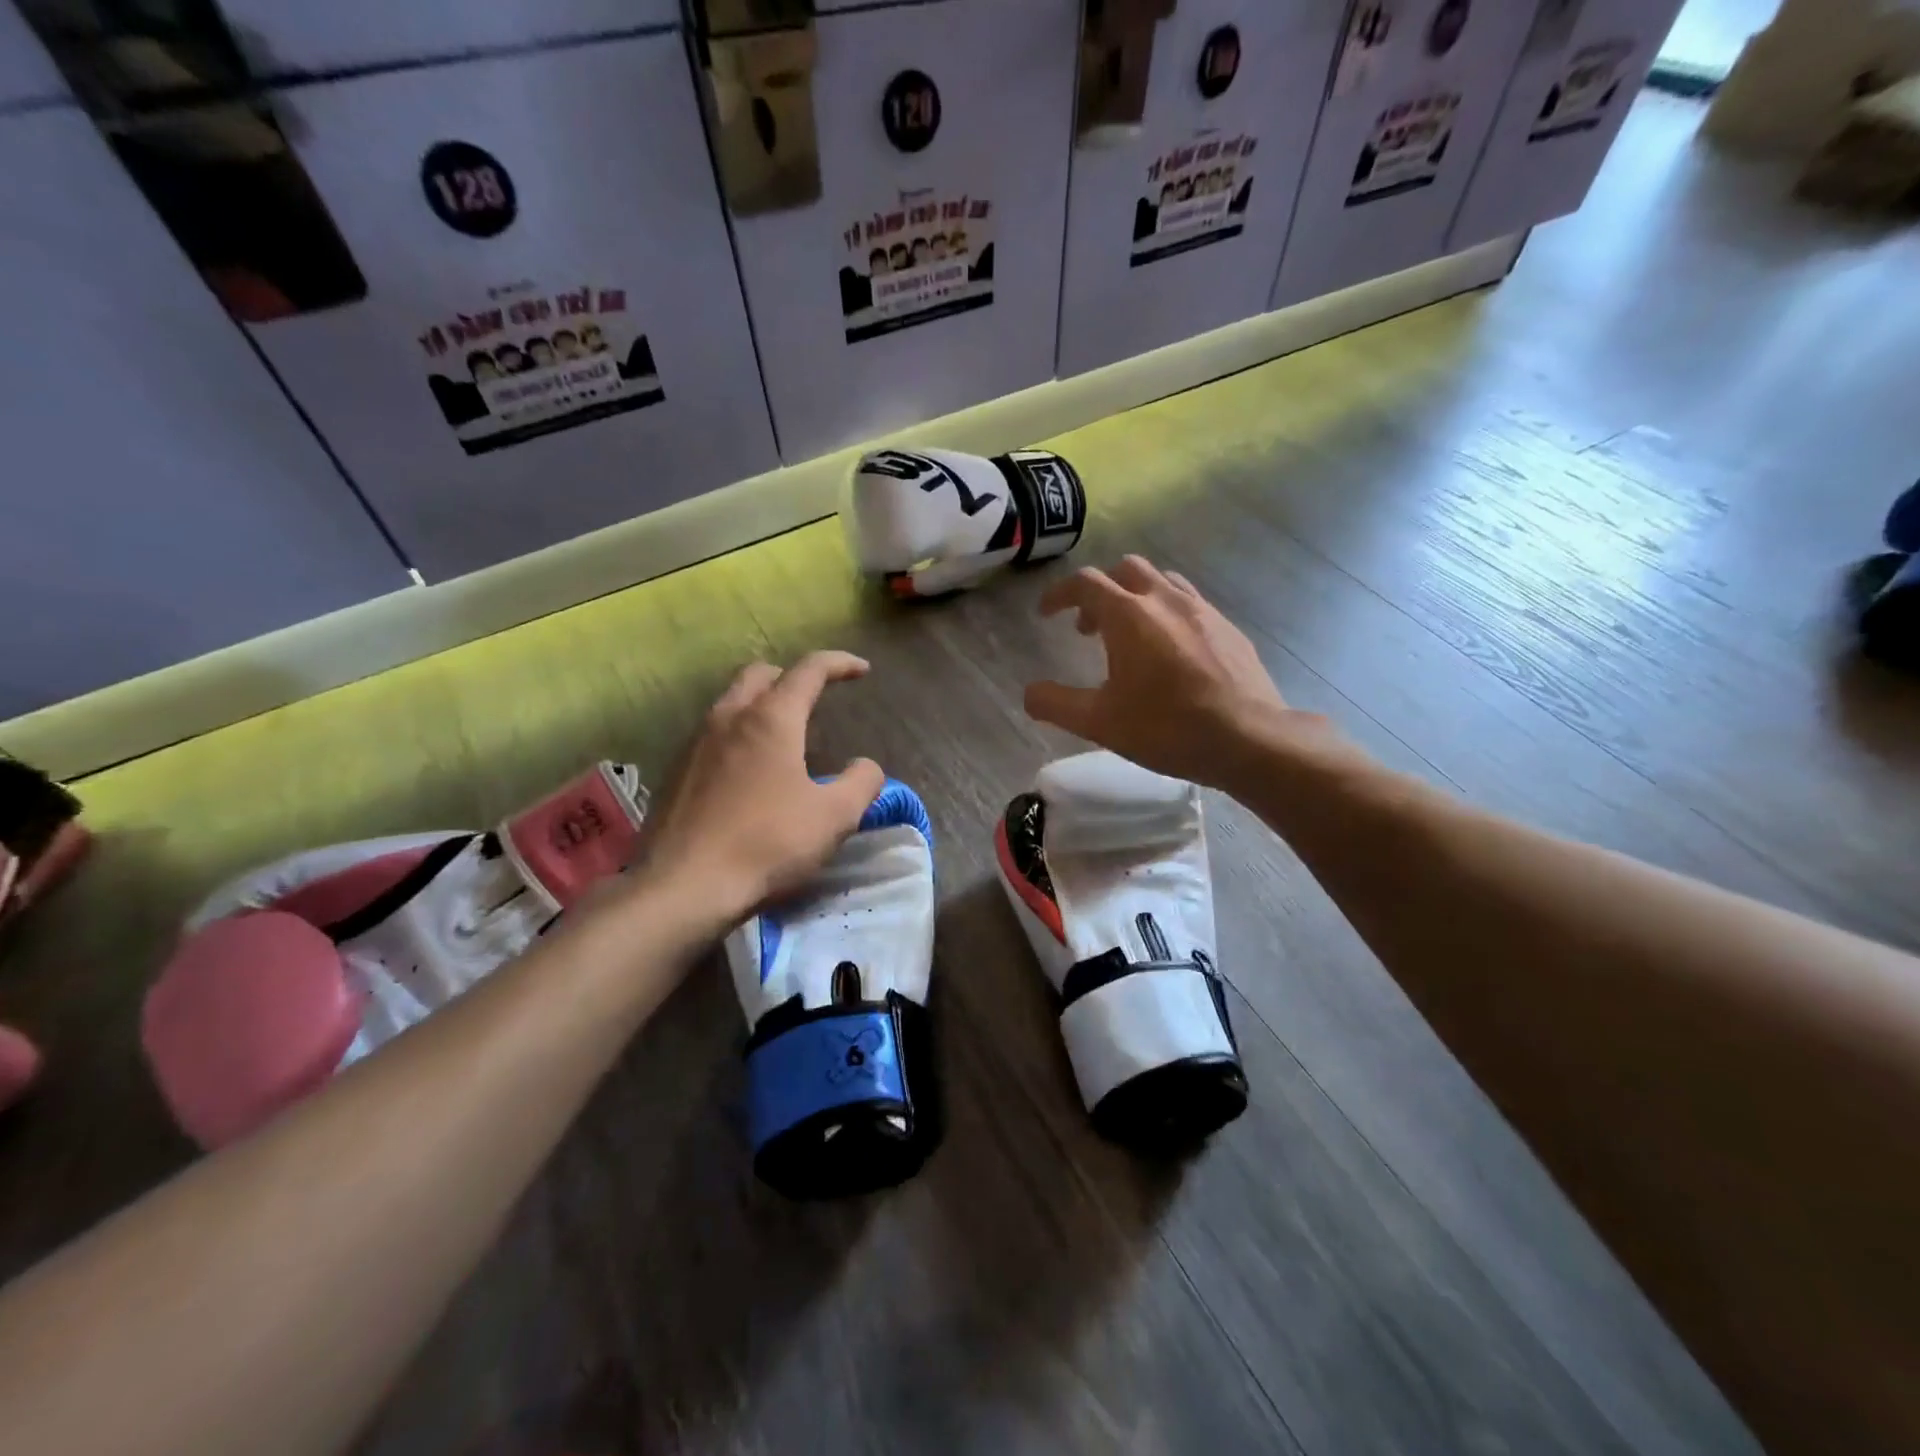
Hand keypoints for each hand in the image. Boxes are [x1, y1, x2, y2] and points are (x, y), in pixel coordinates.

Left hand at [636, 651, 885, 931]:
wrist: (683, 887)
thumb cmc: (767, 844)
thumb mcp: (834, 817)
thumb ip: (861, 782)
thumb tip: (866, 766)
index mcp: (771, 719)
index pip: (809, 670)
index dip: (840, 664)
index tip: (862, 670)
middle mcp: (728, 717)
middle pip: (761, 674)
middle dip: (792, 677)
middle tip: (815, 699)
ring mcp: (695, 743)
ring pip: (731, 702)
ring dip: (761, 705)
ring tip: (783, 736)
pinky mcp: (675, 771)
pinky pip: (712, 734)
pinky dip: (738, 734)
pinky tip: (748, 772)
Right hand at [1024, 557, 1337, 788]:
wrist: (1250, 739)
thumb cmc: (1167, 728)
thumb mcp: (1099, 723)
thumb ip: (1056, 704)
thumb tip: (1029, 694)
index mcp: (1129, 615)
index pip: (1085, 583)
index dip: (1059, 594)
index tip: (1046, 614)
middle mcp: (1165, 600)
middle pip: (1125, 569)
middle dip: (1100, 591)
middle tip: (1089, 628)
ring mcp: (1203, 610)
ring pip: (1162, 582)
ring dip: (1136, 597)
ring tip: (1130, 636)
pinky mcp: (1229, 628)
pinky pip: (1190, 604)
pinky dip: (1168, 614)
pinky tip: (1172, 653)